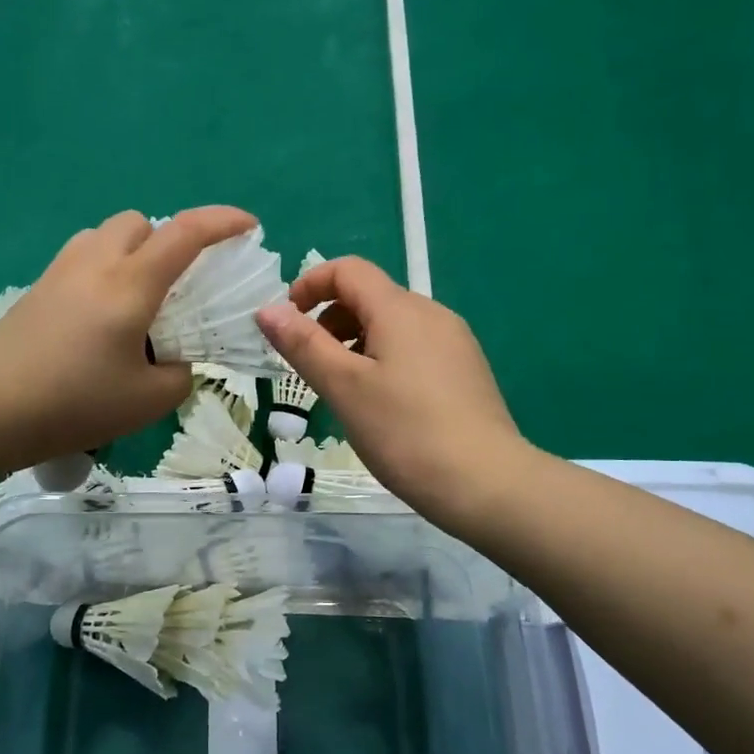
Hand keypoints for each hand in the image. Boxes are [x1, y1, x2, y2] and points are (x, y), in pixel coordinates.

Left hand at [0, 206, 256, 470]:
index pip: (186, 233)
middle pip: (140, 221)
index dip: (223, 221)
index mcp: (130, 284)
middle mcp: (96, 263)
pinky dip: (105, 270)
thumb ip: (179, 375)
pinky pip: (83, 257)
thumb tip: (175, 362)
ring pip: (106, 235)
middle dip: (168, 239)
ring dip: (133, 252)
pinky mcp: (37, 288)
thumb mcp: (148, 401)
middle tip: (178, 285)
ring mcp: (60, 271)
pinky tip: (101, 318)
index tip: (249, 226)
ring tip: (139, 301)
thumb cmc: (73, 403)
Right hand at [255, 256, 529, 527]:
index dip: (310, 285)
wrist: (487, 484)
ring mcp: (454, 342)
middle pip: (371, 297)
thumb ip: (303, 344)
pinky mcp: (466, 371)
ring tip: (343, 391)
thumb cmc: (405, 433)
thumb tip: (267, 309)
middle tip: (311, 368)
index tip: (287, 322)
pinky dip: (384, 360)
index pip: (349, 270)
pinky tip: (382, 406)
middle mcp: (432, 314)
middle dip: (330, 320)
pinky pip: (414, 348)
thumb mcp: (344, 387)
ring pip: (393, 325)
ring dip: (356, 343)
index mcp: (400, 309)